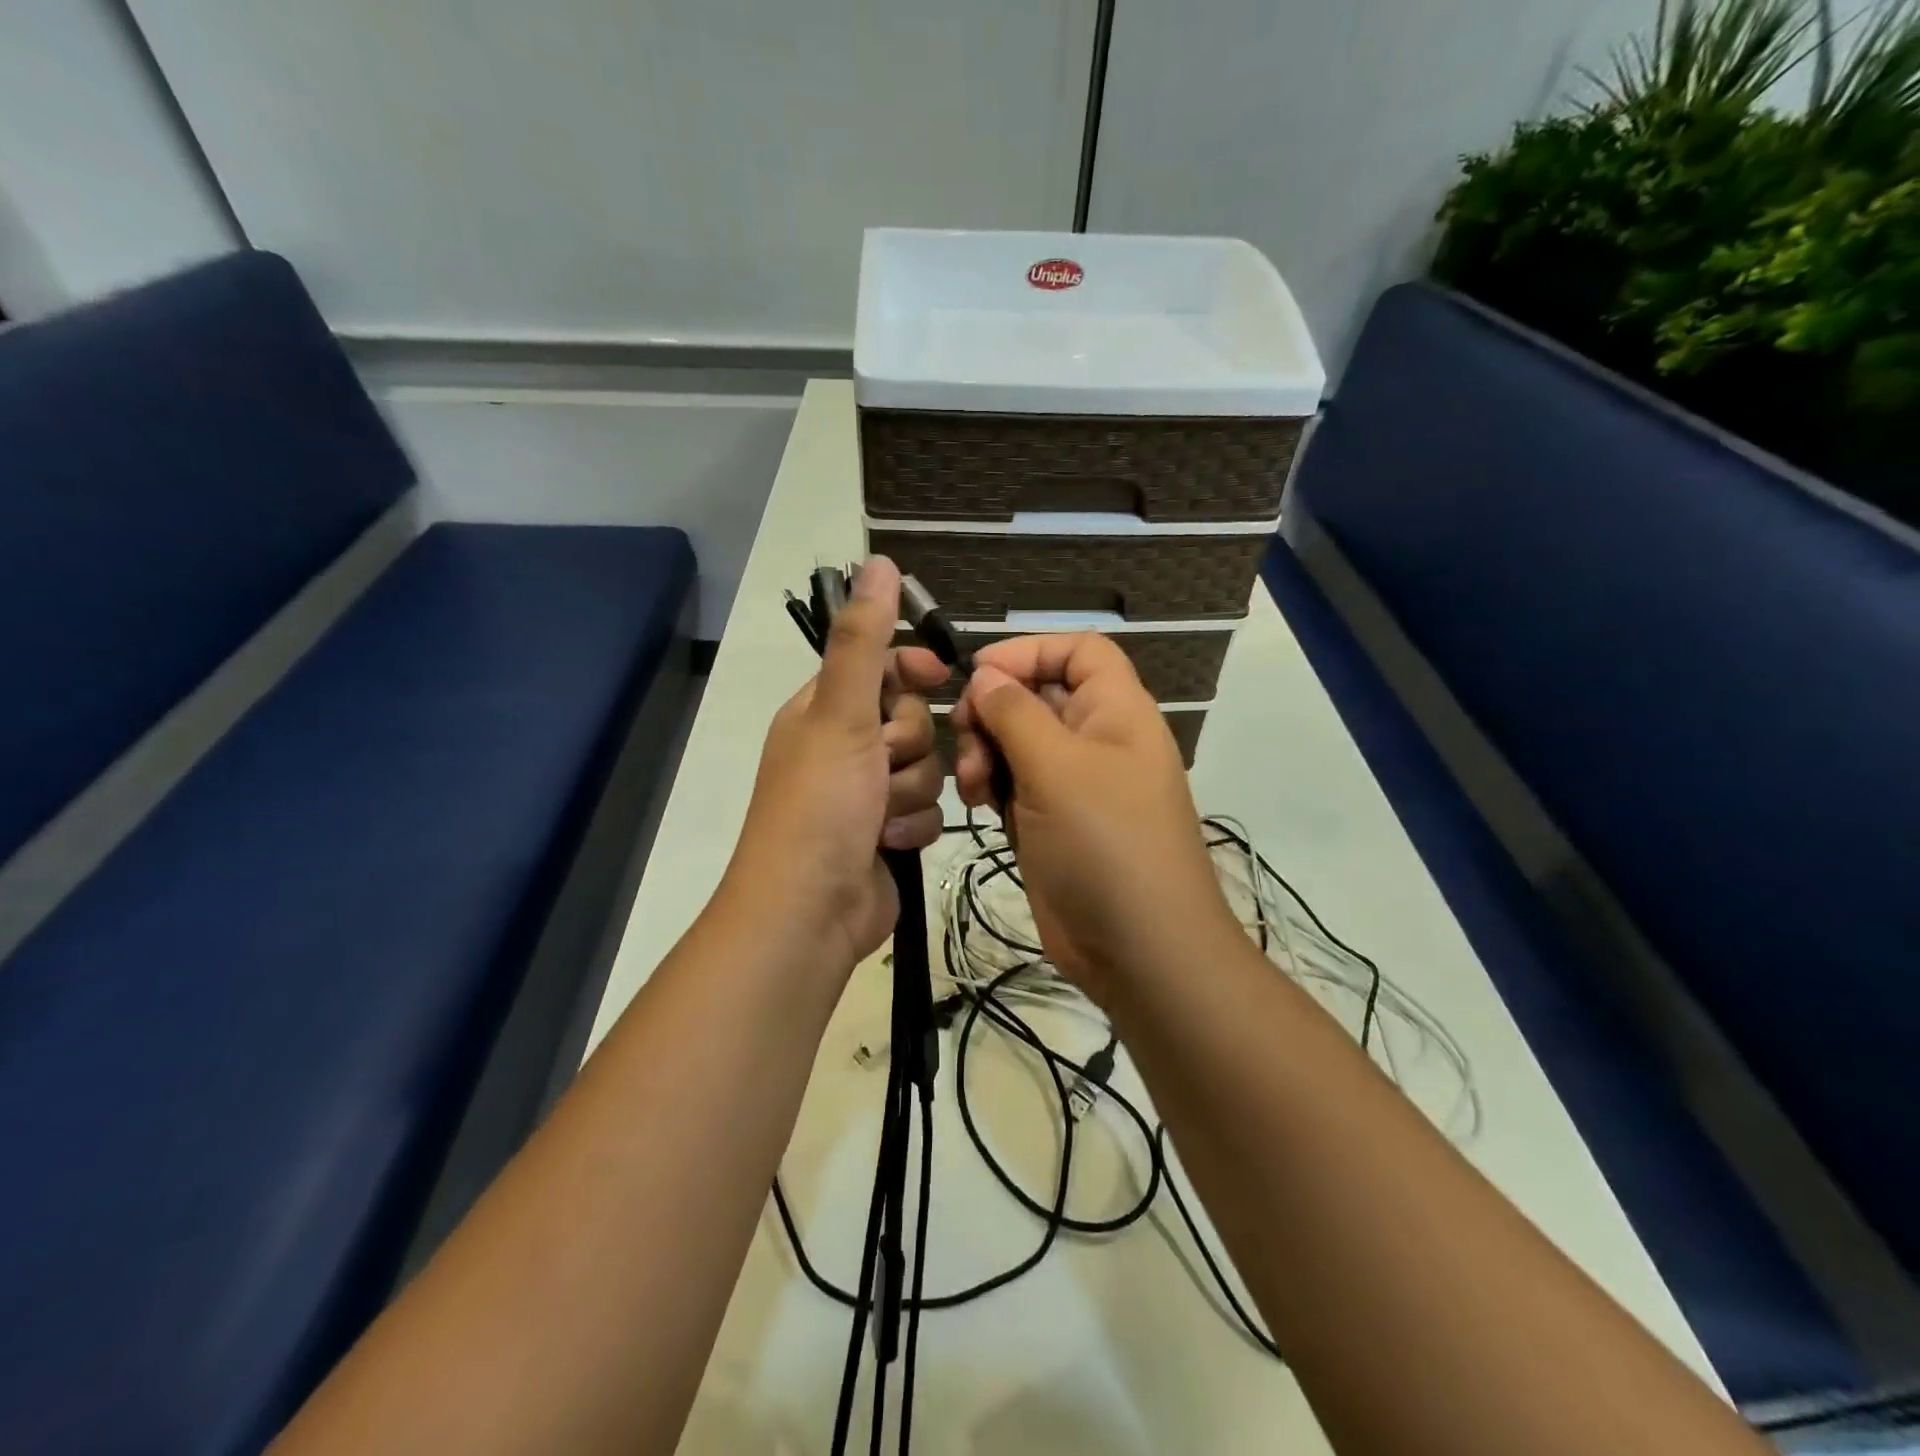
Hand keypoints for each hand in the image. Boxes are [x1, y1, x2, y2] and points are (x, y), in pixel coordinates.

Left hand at [723, 557, 948, 980]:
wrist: (811, 909)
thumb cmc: (821, 804)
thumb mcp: (841, 713)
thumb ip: (863, 640)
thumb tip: (875, 561)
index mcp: (823, 711)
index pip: (880, 666)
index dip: (911, 667)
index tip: (940, 674)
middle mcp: (844, 746)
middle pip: (912, 719)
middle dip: (907, 746)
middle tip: (880, 767)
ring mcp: (866, 793)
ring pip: (926, 768)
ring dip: (910, 792)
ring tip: (880, 817)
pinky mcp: (888, 832)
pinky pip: (927, 811)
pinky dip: (913, 827)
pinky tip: (890, 843)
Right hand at [951, 633, 1237, 1004]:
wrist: (1139, 949)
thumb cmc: (1105, 844)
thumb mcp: (1057, 768)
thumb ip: (1016, 713)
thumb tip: (987, 675)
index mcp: (1116, 711)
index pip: (1079, 650)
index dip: (1030, 650)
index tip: (979, 672)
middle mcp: (1097, 739)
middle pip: (1038, 695)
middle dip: (995, 709)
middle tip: (964, 733)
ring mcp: (1074, 784)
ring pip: (1018, 742)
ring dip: (986, 752)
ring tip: (972, 784)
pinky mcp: (1052, 822)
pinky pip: (1014, 785)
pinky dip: (991, 787)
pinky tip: (977, 805)